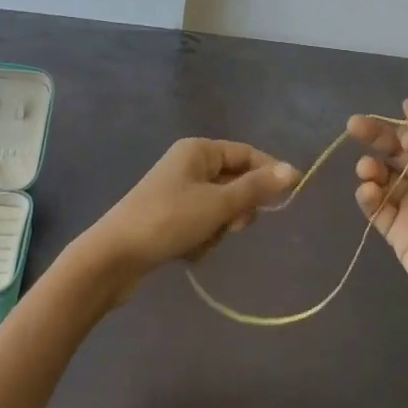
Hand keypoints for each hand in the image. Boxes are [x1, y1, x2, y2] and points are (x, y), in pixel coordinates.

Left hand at [77, 139, 297, 301]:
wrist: (114, 257)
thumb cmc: (169, 220)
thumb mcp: (218, 204)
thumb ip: (256, 188)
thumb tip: (293, 170)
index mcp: (198, 150)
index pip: (246, 154)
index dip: (269, 173)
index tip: (288, 198)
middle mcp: (188, 164)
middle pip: (233, 181)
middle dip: (237, 208)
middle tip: (233, 225)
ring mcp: (176, 191)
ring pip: (219, 207)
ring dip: (218, 228)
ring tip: (202, 241)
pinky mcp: (168, 217)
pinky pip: (201, 223)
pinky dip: (201, 238)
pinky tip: (188, 252)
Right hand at [352, 100, 407, 347]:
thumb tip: (407, 104)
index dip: (407, 129)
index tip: (405, 138)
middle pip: (396, 151)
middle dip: (376, 136)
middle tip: (353, 125)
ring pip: (383, 177)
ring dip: (371, 167)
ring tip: (367, 171)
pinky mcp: (397, 234)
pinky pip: (376, 207)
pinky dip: (367, 195)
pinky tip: (368, 191)